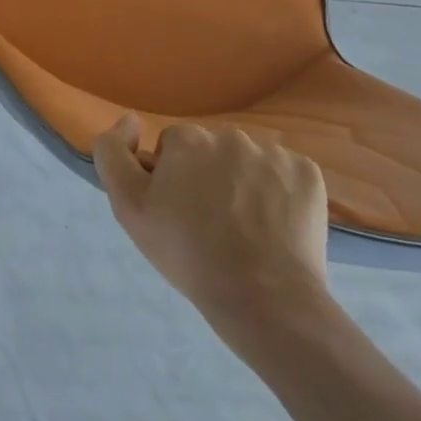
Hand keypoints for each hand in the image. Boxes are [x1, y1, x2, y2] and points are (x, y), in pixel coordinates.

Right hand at [94, 117, 332, 359]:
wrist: (264, 300)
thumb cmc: (188, 253)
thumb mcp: (128, 206)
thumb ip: (113, 152)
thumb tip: (130, 119)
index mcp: (186, 138)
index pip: (171, 149)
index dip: (171, 180)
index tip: (179, 213)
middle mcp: (229, 134)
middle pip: (210, 151)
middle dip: (207, 177)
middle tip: (211, 223)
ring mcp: (273, 153)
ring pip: (247, 161)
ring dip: (242, 182)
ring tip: (246, 228)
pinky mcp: (307, 174)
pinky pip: (284, 173)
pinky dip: (278, 191)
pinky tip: (274, 224)